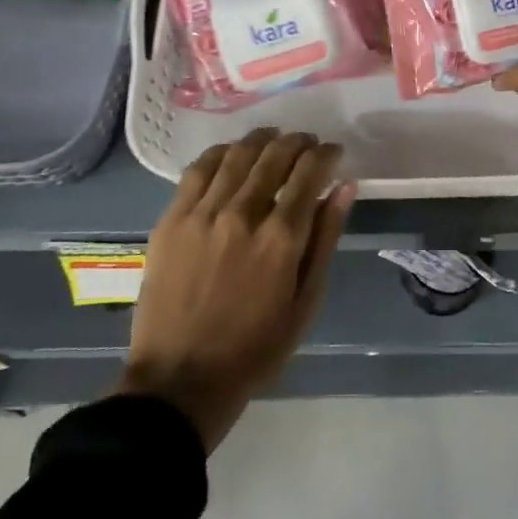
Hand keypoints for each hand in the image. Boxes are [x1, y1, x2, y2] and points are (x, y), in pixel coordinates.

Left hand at [117, 128, 354, 451]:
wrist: (181, 379)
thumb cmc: (255, 347)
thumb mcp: (306, 301)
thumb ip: (326, 238)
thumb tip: (345, 187)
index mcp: (281, 237)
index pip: (310, 172)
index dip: (326, 155)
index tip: (334, 152)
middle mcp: (243, 213)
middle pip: (275, 156)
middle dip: (298, 142)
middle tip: (307, 144)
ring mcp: (203, 213)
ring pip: (238, 155)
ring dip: (262, 140)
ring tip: (274, 139)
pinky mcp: (172, 219)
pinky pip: (198, 170)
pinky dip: (221, 153)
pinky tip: (232, 152)